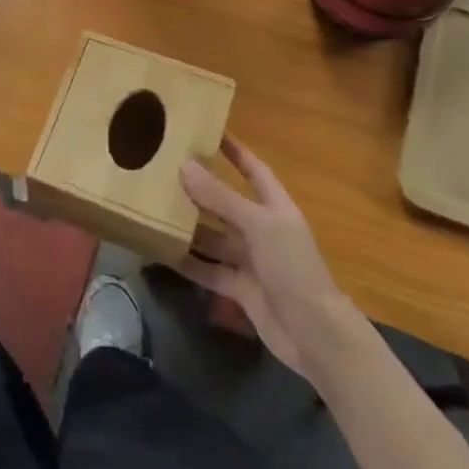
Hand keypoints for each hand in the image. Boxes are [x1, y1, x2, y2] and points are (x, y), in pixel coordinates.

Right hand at [179, 137, 359, 385]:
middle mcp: (262, 230)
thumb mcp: (258, 226)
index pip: (254, 170)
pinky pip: (209, 269)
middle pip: (227, 203)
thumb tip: (185, 165)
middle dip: (200, 189)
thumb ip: (221, 198)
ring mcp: (251, 260)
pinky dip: (188, 262)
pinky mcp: (240, 288)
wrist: (315, 335)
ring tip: (154, 210)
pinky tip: (161, 252)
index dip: (235, 151)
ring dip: (189, 227)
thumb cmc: (293, 268)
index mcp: (275, 208)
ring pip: (214, 237)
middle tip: (164, 171)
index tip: (208, 132)